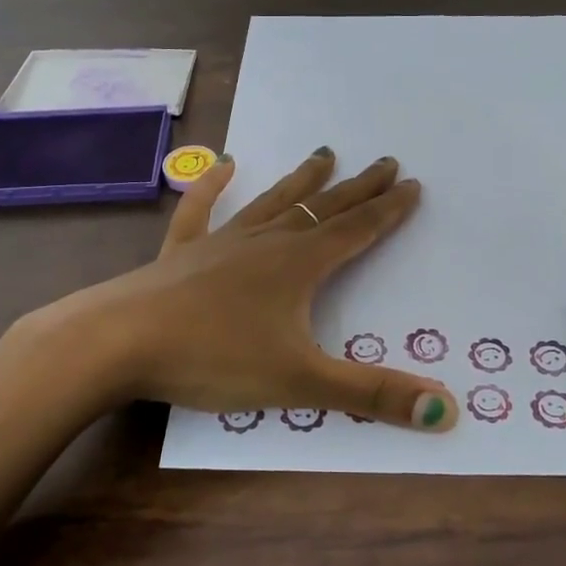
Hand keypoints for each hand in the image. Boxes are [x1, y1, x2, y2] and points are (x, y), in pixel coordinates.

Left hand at [52, 147, 458, 430]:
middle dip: (357, 188)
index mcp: (298, 265)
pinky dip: (212, 187)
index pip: (356, 230)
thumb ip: (371, 395)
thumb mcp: (300, 383)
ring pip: (272, 203)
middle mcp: (264, 243)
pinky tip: (223, 165)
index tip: (412, 184)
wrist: (118, 342)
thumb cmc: (213, 359)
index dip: (388, 210)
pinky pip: (201, 210)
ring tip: (324, 153)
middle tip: (384, 161)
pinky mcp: (181, 253)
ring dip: (301, 181)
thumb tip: (447, 412)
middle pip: (322, 209)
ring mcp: (220, 243)